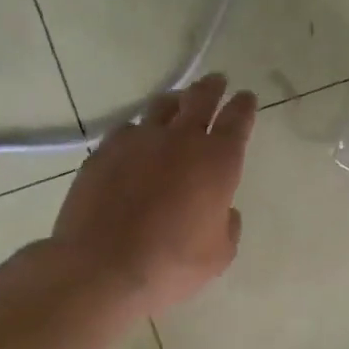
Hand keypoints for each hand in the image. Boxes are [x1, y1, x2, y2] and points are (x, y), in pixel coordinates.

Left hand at [49, 74, 256, 319]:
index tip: (246, 97)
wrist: (102, 267)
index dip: (244, 106)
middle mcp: (180, 140)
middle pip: (200, 99)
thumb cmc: (171, 264)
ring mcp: (137, 141)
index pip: (237, 120)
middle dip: (212, 88)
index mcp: (217, 161)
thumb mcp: (218, 255)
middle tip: (217, 81)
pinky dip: (138, 131)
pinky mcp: (103, 152)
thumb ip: (227, 226)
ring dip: (174, 102)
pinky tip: (136, 141)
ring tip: (177, 102)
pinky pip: (126, 130)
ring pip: (160, 107)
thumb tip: (222, 211)